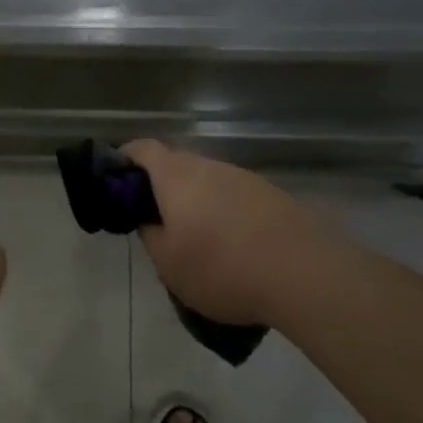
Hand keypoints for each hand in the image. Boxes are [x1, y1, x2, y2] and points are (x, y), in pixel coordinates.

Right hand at [121, 140, 352, 331]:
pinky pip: (236, 196)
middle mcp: (210, 166)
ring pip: (209, 181)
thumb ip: (150, 235)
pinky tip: (234, 246)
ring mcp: (245, 178)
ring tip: (198, 239)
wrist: (305, 274)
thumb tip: (149, 220)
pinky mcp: (273, 195)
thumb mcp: (168, 264)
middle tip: (156, 219)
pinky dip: (226, 212)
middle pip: (177, 164)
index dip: (126, 158)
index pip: (143, 148)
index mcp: (176, 177)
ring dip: (197, 201)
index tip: (117, 178)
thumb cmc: (222, 269)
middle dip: (161, 186)